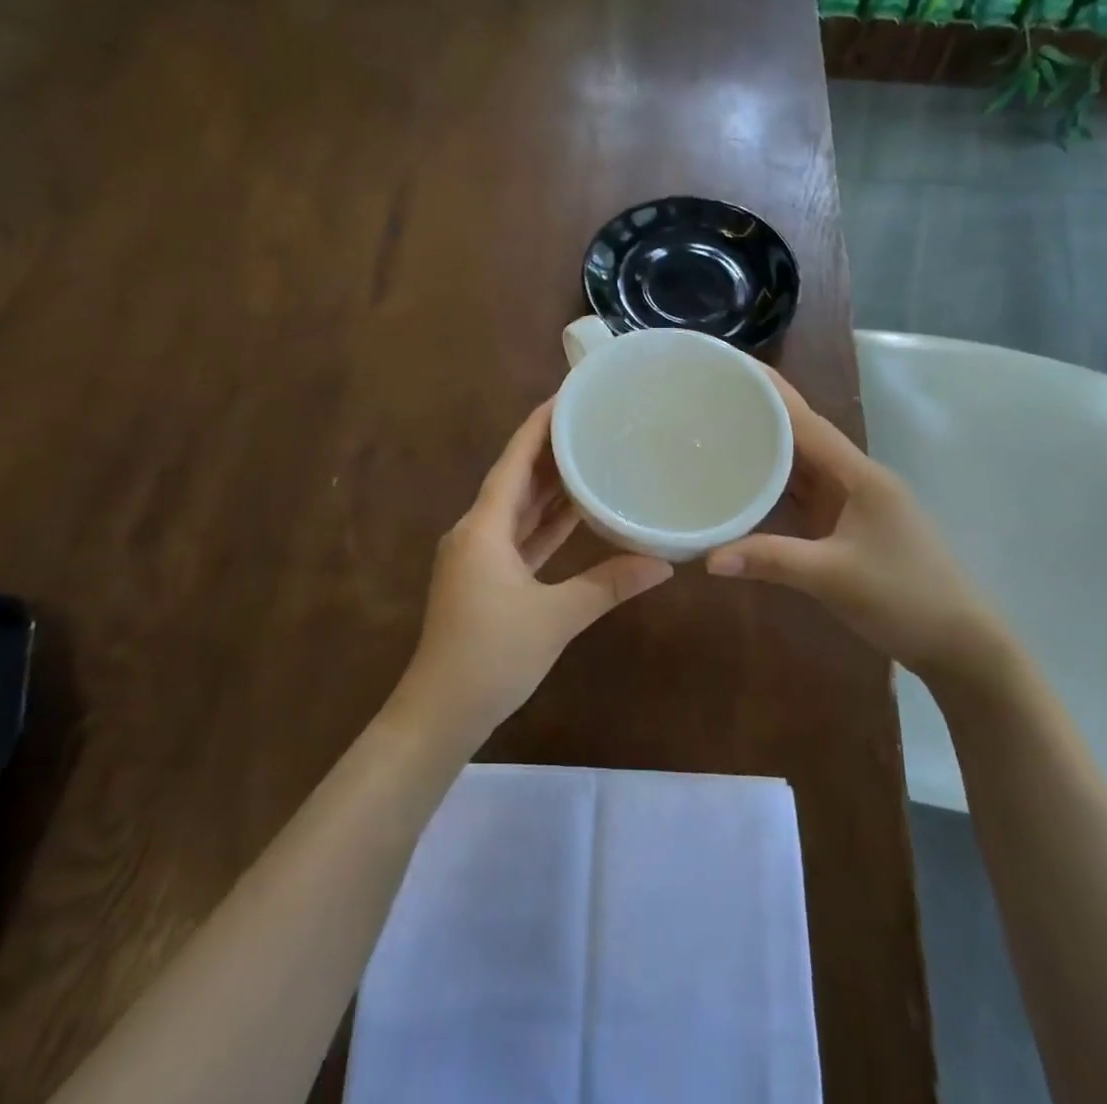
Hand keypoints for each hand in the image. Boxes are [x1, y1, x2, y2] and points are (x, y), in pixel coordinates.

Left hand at [402, 399, 672, 744]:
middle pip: (516, 478)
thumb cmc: (491, 656)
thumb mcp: (555, 618)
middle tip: (590, 420)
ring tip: (590, 453)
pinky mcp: (486, 578)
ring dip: (550, 485)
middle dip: (550, 448)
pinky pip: (520, 536)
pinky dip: (545, 522)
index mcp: (484, 527)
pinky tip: (575, 511)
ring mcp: (479, 555)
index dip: (539, 425)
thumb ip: (608, 585)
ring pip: (519, 508)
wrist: (441, 712)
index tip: (567, 394)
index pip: (514, 460)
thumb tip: (665, 563)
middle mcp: (477, 531)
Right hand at [705, 370, 1009, 687]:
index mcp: (859, 475)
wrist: (960, 645)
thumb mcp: (833, 577)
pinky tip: (746, 483)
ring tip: (719, 429)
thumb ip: (770, 560)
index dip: (770, 393)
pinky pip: (804, 495)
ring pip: (802, 466)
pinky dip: (775, 486)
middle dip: (762, 413)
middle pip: (802, 436)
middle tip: (712, 396)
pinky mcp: (847, 527)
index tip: (732, 367)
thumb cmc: (905, 598)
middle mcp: (855, 479)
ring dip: (766, 448)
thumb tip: (706, 557)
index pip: (807, 422)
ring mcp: (853, 504)